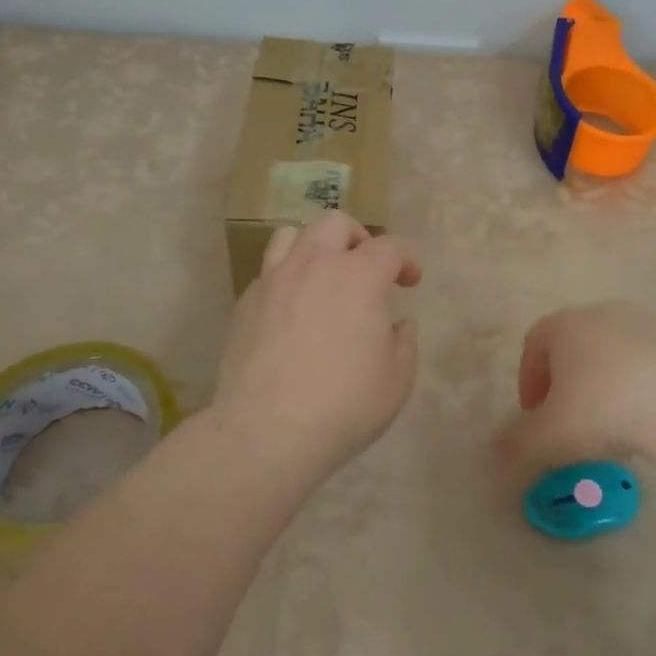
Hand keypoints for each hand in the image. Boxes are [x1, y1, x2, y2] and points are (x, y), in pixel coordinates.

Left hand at [213, 211, 420, 477]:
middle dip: (358, 238)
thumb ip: (404, 342)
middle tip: (366, 267)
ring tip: (323, 275)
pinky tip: (292, 309)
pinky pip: (269, 271)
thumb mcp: (397, 380)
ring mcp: (273, 280)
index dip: (406, 260)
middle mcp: (314, 265)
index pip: (389, 247)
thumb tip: (396, 324)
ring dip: (315, 247)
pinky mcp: (245, 302)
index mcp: (359, 276)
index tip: (410, 281)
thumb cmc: (344, 405)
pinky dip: (287, 277)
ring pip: (292, 235)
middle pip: (335, 224)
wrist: (266, 431)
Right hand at [496, 301, 655, 477]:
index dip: (529, 381)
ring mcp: (644, 325)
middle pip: (573, 348)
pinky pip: (646, 366)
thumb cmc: (601, 409)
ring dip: (603, 388)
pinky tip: (645, 423)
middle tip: (569, 424)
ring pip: (611, 356)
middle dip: (566, 385)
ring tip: (611, 430)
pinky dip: (637, 390)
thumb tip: (494, 453)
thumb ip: (516, 444)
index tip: (534, 416)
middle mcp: (601, 314)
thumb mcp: (548, 436)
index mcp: (564, 325)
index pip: (534, 344)